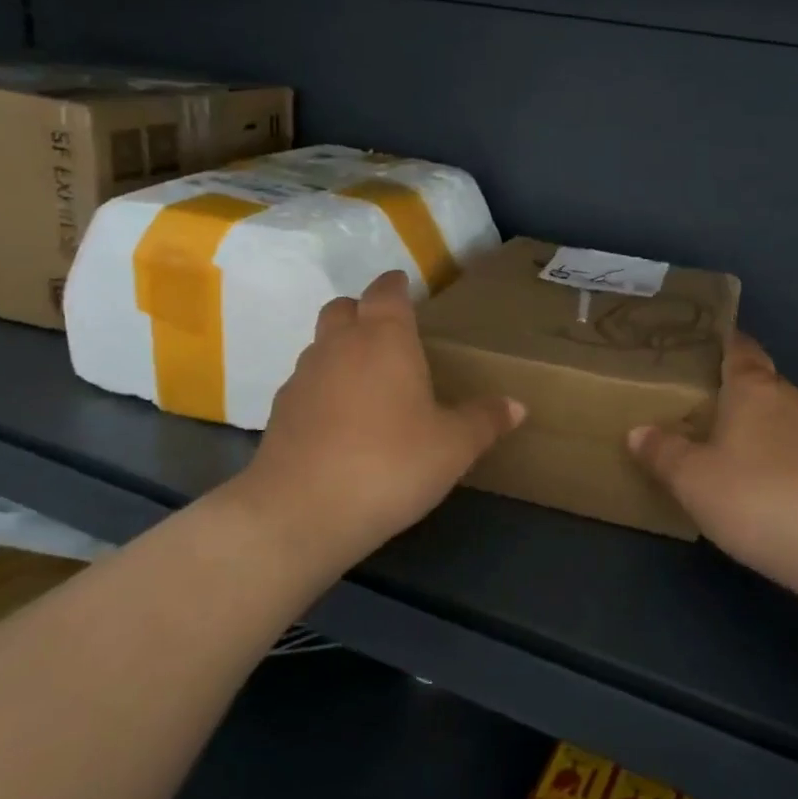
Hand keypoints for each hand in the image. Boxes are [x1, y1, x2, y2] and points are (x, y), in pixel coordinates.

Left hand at [231, 270, 524, 575]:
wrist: (301, 512)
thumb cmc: (390, 464)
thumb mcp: (453, 447)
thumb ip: (485, 420)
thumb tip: (517, 405)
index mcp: (385, 339)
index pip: (386, 291)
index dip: (397, 286)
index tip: (408, 290)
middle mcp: (340, 345)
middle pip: (344, 307)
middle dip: (364, 311)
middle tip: (389, 335)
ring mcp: (304, 376)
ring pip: (321, 344)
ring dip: (341, 349)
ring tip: (368, 382)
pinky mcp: (280, 411)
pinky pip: (306, 382)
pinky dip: (323, 387)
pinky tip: (341, 421)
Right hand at [629, 333, 797, 599]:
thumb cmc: (756, 497)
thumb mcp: (692, 479)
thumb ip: (663, 452)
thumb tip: (638, 432)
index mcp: (754, 388)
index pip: (738, 348)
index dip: (721, 342)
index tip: (698, 345)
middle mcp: (791, 399)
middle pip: (759, 383)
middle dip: (732, 391)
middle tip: (695, 405)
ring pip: (780, 418)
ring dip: (756, 428)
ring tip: (723, 447)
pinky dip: (778, 458)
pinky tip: (762, 486)